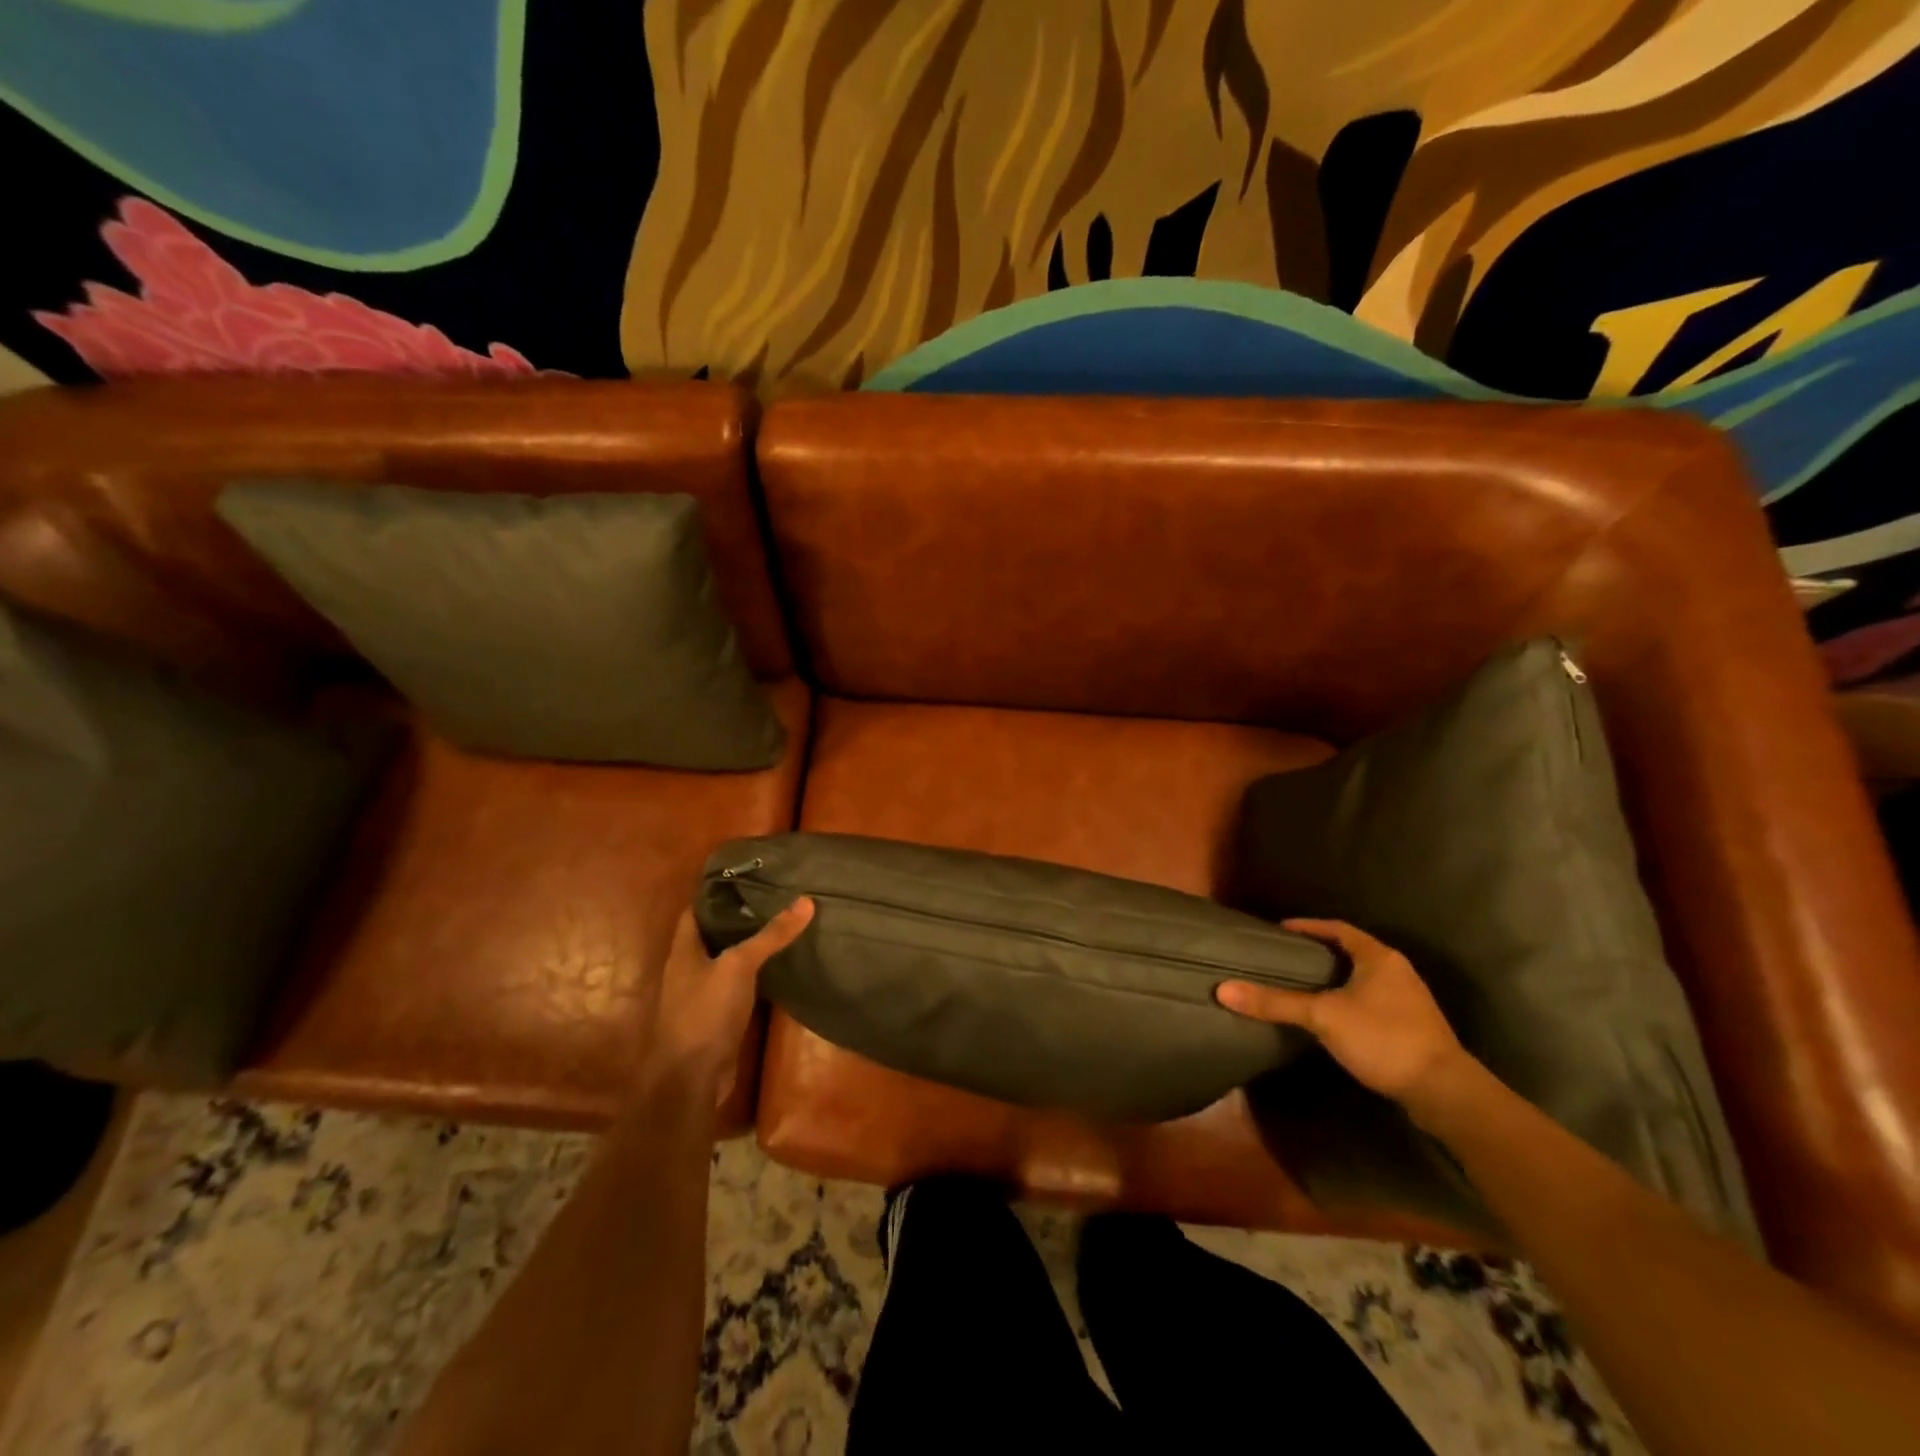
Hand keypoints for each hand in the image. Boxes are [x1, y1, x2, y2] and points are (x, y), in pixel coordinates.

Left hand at [645, 898, 814, 1104]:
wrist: (692, 1078)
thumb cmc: (706, 1011)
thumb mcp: (739, 965)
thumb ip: (771, 935)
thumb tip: (806, 900)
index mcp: (684, 950)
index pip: (696, 910)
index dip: (717, 892)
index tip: (748, 877)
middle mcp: (689, 969)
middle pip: (713, 935)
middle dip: (739, 918)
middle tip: (774, 898)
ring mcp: (702, 996)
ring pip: (726, 961)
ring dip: (748, 948)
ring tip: (781, 927)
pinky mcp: (718, 1018)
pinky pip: (737, 987)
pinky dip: (755, 976)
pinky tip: (778, 968)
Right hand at [1216, 918, 1471, 1109]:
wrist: (1444, 1091)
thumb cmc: (1383, 1038)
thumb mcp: (1323, 1016)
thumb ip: (1276, 1002)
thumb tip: (1224, 989)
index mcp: (1379, 957)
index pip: (1338, 929)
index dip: (1309, 927)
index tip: (1280, 931)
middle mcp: (1397, 971)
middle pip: (1351, 952)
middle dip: (1320, 954)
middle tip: (1286, 958)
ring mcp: (1409, 1000)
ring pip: (1363, 978)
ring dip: (1335, 978)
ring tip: (1303, 985)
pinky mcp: (1413, 1027)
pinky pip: (1372, 1001)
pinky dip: (1348, 1000)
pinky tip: (1332, 1017)